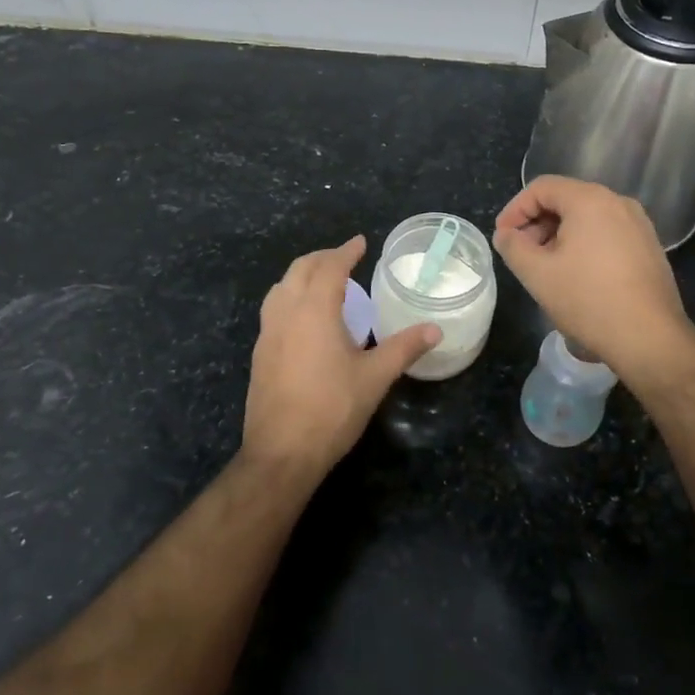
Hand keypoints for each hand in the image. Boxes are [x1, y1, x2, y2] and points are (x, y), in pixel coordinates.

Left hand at [244, 236, 439, 476]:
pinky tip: (305, 319)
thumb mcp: (375, 377)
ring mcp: (267, 333)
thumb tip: (435, 330)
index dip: (346, 251)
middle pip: (300, 270)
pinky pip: (274, 309)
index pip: (330, 267)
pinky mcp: (260, 353)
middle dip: (322, 258)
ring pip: (281, 288)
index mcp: (314, 310)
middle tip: (345, 259)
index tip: (360, 242)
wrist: (281, 452)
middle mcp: (286, 313)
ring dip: (302, 276)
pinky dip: (290, 297)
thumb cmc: (332, 409)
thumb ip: (404, 348)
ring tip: (324, 283)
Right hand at [493, 176, 694, 381]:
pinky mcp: (649, 246)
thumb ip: (513, 246)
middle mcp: (618, 202)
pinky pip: (607, 232)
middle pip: (566, 199)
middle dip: (537, 223)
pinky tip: (577, 275)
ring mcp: (639, 224)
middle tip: (522, 254)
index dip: (515, 209)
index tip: (503, 237)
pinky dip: (584, 244)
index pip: (542, 187)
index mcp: (590, 200)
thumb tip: (506, 234)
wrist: (650, 338)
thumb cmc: (588, 300)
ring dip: (559, 235)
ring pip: (587, 217)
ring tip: (546, 267)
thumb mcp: (537, 274)